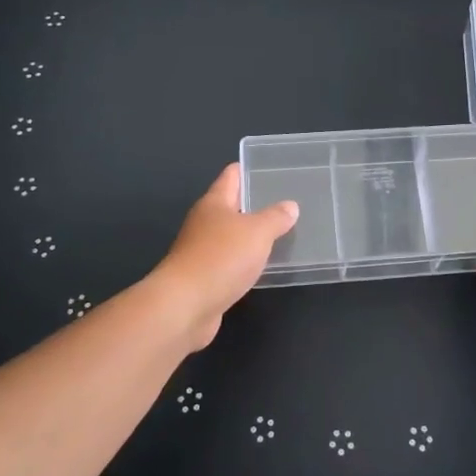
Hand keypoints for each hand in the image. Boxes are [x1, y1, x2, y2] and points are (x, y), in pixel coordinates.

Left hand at [154, 163, 299, 349]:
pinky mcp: (204, 278)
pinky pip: (230, 262)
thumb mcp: (257, 232)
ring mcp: (201, 251)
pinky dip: (245, 261)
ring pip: (231, 236)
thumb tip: (290, 206)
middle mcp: (204, 223)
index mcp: (214, 203)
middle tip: (286, 203)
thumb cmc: (221, 258)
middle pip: (231, 206)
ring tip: (281, 233)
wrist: (184, 306)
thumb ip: (276, 218)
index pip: (231, 176)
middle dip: (255, 204)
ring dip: (251, 235)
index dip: (248, 169)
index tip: (270, 168)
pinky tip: (262, 266)